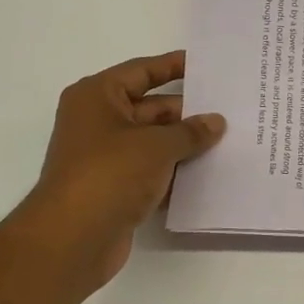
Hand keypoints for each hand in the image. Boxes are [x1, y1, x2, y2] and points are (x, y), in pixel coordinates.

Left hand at [16, 51, 224, 295]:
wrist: (73, 238)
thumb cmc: (110, 174)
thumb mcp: (156, 145)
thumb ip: (190, 131)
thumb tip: (216, 122)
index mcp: (98, 97)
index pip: (142, 71)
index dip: (174, 66)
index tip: (206, 65)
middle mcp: (99, 122)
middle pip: (151, 108)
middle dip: (189, 112)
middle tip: (231, 110)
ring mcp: (107, 157)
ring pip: (155, 143)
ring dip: (186, 144)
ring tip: (230, 141)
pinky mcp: (116, 188)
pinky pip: (153, 172)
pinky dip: (176, 172)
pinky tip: (210, 175)